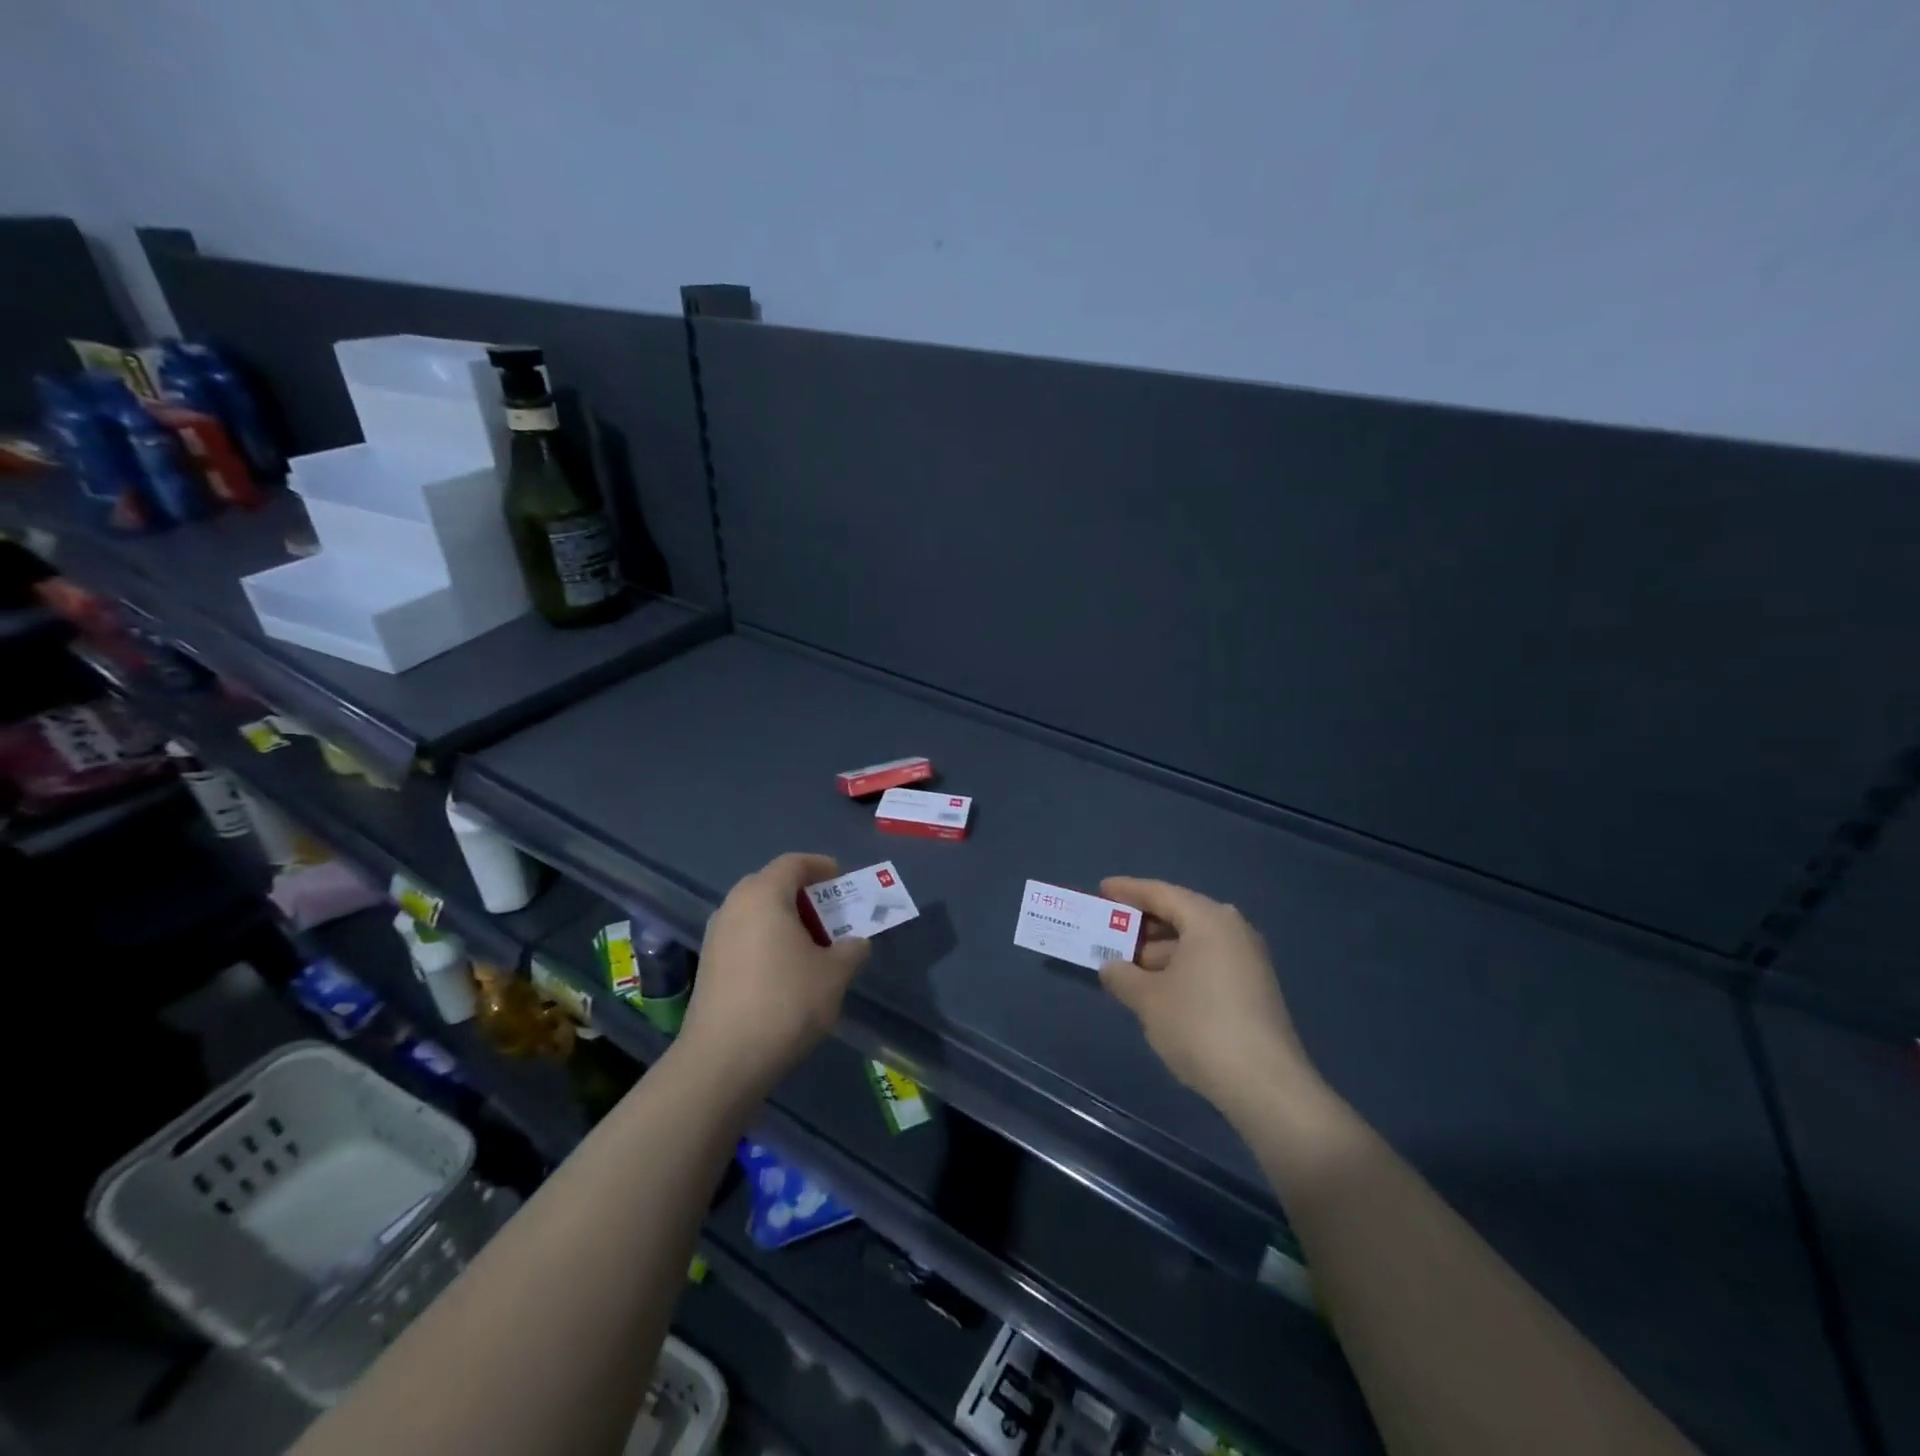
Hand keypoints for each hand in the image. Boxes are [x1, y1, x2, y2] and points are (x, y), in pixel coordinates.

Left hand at [681, 852, 870, 1096]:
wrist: (722, 1061)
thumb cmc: (785, 1003)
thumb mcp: (834, 975)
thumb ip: (852, 950)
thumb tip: (856, 943)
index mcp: (763, 895)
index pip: (793, 863)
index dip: (821, 866)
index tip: (842, 880)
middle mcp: (734, 906)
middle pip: (772, 884)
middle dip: (803, 895)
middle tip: (831, 914)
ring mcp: (716, 936)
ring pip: (756, 913)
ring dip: (785, 920)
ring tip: (812, 945)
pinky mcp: (708, 965)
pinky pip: (744, 936)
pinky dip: (767, 941)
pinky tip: (785, 971)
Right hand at [1098, 877, 1318, 1119]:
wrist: (1266, 1086)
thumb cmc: (1199, 1026)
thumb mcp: (1148, 999)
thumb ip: (1122, 975)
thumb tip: (1111, 966)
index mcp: (1208, 920)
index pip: (1160, 893)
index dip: (1127, 890)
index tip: (1102, 890)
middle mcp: (1233, 930)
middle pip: (1180, 915)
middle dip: (1143, 925)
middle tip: (1110, 932)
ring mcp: (1248, 959)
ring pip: (1194, 942)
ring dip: (1159, 951)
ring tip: (1127, 967)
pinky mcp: (1254, 988)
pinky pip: (1208, 962)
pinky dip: (1180, 968)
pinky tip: (1158, 989)